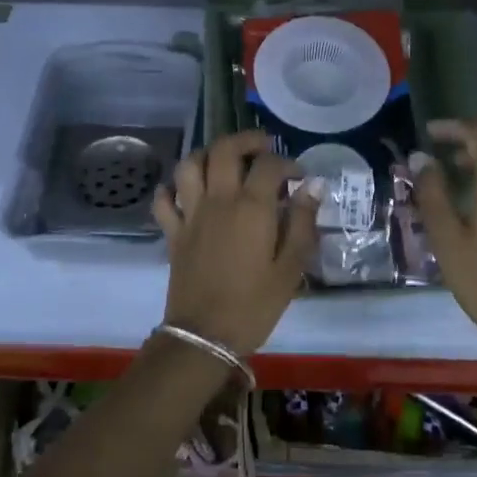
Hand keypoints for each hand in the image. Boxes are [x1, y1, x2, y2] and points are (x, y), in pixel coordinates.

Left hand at [152, 130, 319, 357]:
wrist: (204, 336)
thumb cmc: (255, 305)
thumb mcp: (291, 268)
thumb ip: (303, 223)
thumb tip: (312, 187)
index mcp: (252, 207)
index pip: (269, 165)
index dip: (287, 163)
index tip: (299, 177)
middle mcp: (218, 200)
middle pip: (224, 150)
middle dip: (245, 140)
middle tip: (262, 146)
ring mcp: (191, 214)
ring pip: (190, 164)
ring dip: (207, 154)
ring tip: (224, 161)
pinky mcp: (173, 232)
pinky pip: (164, 199)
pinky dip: (173, 189)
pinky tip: (187, 192)